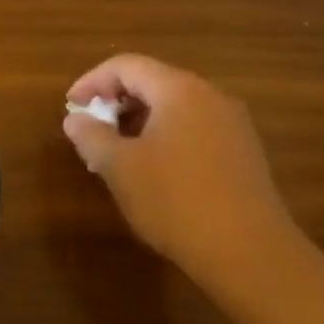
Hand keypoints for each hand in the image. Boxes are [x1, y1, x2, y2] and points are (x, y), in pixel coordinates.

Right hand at [63, 54, 302, 310]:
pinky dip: (165, 136)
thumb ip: (91, 135)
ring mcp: (232, 125)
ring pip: (174, 107)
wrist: (252, 257)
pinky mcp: (243, 153)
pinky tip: (153, 170)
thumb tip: (76, 119)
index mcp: (179, 90)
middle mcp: (210, 97)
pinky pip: (194, 128)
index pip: (126, 66)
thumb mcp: (119, 167)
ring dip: (139, 121)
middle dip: (115, 101)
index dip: (92, 81)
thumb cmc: (176, 201)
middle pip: (152, 82)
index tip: (71, 107)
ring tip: (116, 153)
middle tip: (91, 130)